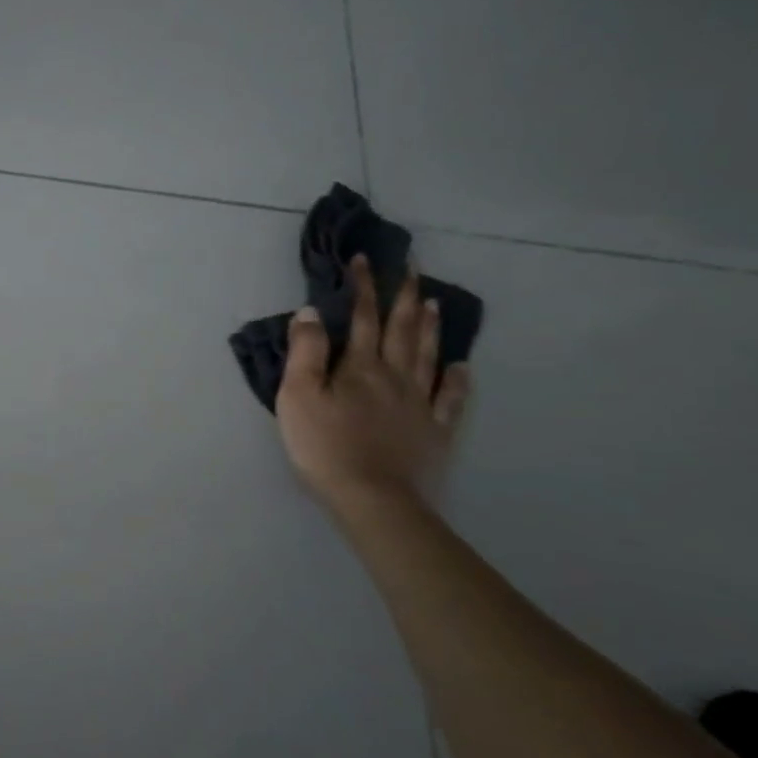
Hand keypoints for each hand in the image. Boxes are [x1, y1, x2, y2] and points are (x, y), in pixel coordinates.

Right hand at [275, 257, 469, 508]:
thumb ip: (305, 352)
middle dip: (403, 296)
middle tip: (412, 268)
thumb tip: (312, 311)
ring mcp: (420, 404)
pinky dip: (456, 380)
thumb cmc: (324, 445)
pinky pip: (450, 399)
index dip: (363, 287)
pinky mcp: (435, 432)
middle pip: (401, 329)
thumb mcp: (298, 395)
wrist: (372, 498)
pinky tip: (459, 366)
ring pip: (426, 356)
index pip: (362, 318)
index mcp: (359, 367)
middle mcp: (394, 376)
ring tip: (432, 302)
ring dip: (428, 327)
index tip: (364, 260)